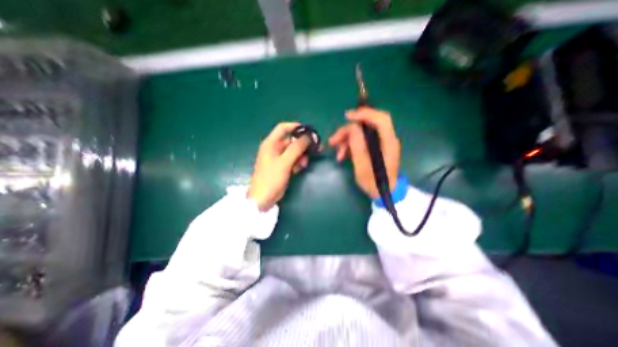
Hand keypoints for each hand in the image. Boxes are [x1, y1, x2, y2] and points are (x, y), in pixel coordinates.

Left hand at [249, 123, 310, 211]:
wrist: (263, 198)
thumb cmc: (271, 179)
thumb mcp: (284, 162)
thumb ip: (296, 148)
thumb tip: (308, 136)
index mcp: (271, 143)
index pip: (283, 128)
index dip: (296, 127)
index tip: (309, 131)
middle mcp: (274, 148)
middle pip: (291, 140)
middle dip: (303, 144)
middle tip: (315, 147)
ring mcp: (278, 158)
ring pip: (293, 151)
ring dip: (301, 155)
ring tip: (305, 163)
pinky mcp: (282, 166)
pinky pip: (292, 160)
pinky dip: (297, 162)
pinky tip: (300, 168)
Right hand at [328, 109, 400, 199]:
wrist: (383, 194)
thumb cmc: (374, 183)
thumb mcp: (362, 166)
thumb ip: (358, 145)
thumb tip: (352, 128)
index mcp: (388, 142)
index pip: (381, 119)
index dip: (364, 113)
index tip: (347, 117)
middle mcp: (386, 139)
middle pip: (367, 125)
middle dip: (348, 131)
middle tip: (333, 140)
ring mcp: (381, 143)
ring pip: (361, 133)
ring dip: (346, 140)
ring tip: (337, 153)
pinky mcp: (375, 148)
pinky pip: (361, 141)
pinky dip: (350, 146)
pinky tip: (342, 155)